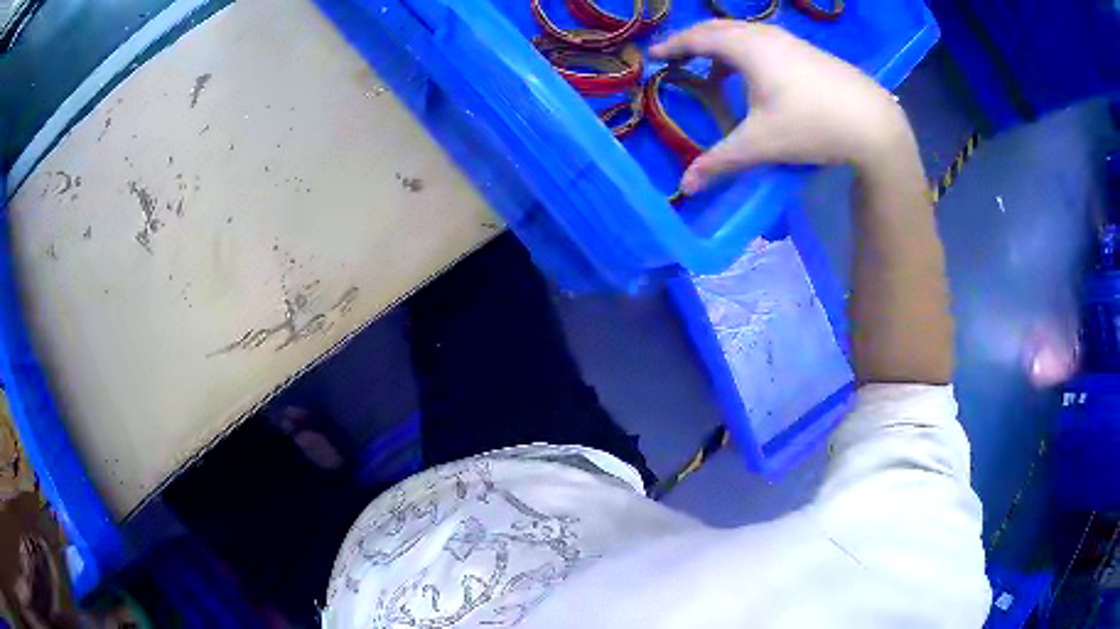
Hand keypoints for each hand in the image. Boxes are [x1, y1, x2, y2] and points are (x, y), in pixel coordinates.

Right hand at [650, 20, 909, 194]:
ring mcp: (790, 41)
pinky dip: (746, 53)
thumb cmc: (813, 125)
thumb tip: (686, 187)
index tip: (653, 56)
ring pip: (744, 34)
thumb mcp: (762, 144)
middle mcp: (765, 35)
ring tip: (714, 73)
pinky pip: (764, 42)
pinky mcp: (809, 52)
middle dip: (694, 41)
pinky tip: (755, 79)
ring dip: (722, 48)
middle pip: (719, 29)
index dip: (672, 46)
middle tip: (678, 58)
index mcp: (746, 47)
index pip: (697, 38)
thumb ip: (720, 162)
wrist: (874, 123)